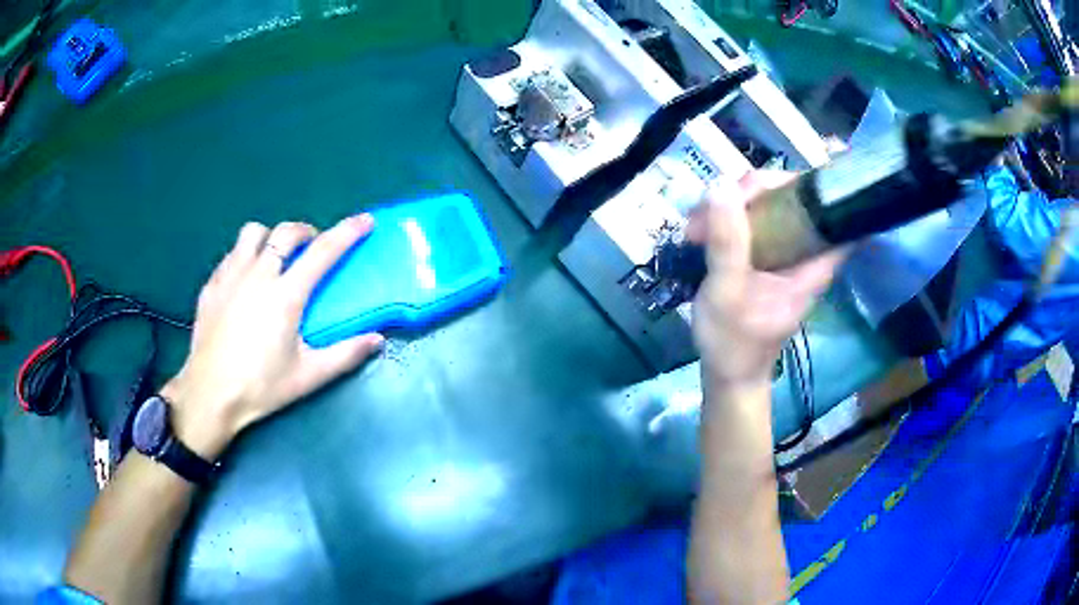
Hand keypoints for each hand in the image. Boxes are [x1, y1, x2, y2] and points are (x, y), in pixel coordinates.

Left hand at [164, 215, 384, 459]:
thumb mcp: (308, 376)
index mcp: (285, 295)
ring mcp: (230, 276)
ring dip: (270, 237)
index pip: (323, 252)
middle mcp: (258, 275)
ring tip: (274, 257)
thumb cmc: (260, 387)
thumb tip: (377, 339)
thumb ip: (345, 354)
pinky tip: (245, 279)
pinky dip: (245, 256)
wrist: (209, 394)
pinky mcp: (211, 285)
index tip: (364, 221)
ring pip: (253, 233)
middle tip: (312, 246)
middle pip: (285, 232)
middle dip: (306, 231)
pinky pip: (231, 254)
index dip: (347, 232)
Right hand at [689, 171, 845, 388]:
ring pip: (770, 204)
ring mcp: (783, 251)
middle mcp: (803, 252)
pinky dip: (727, 215)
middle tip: (719, 198)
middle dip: (759, 187)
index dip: (839, 186)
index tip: (828, 153)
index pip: (842, 219)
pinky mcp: (764, 253)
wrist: (726, 372)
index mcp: (812, 265)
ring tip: (696, 223)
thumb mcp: (727, 293)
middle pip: (796, 198)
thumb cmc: (733, 341)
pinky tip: (701, 226)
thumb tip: (720, 185)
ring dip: (733, 201)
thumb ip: (727, 241)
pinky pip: (752, 219)